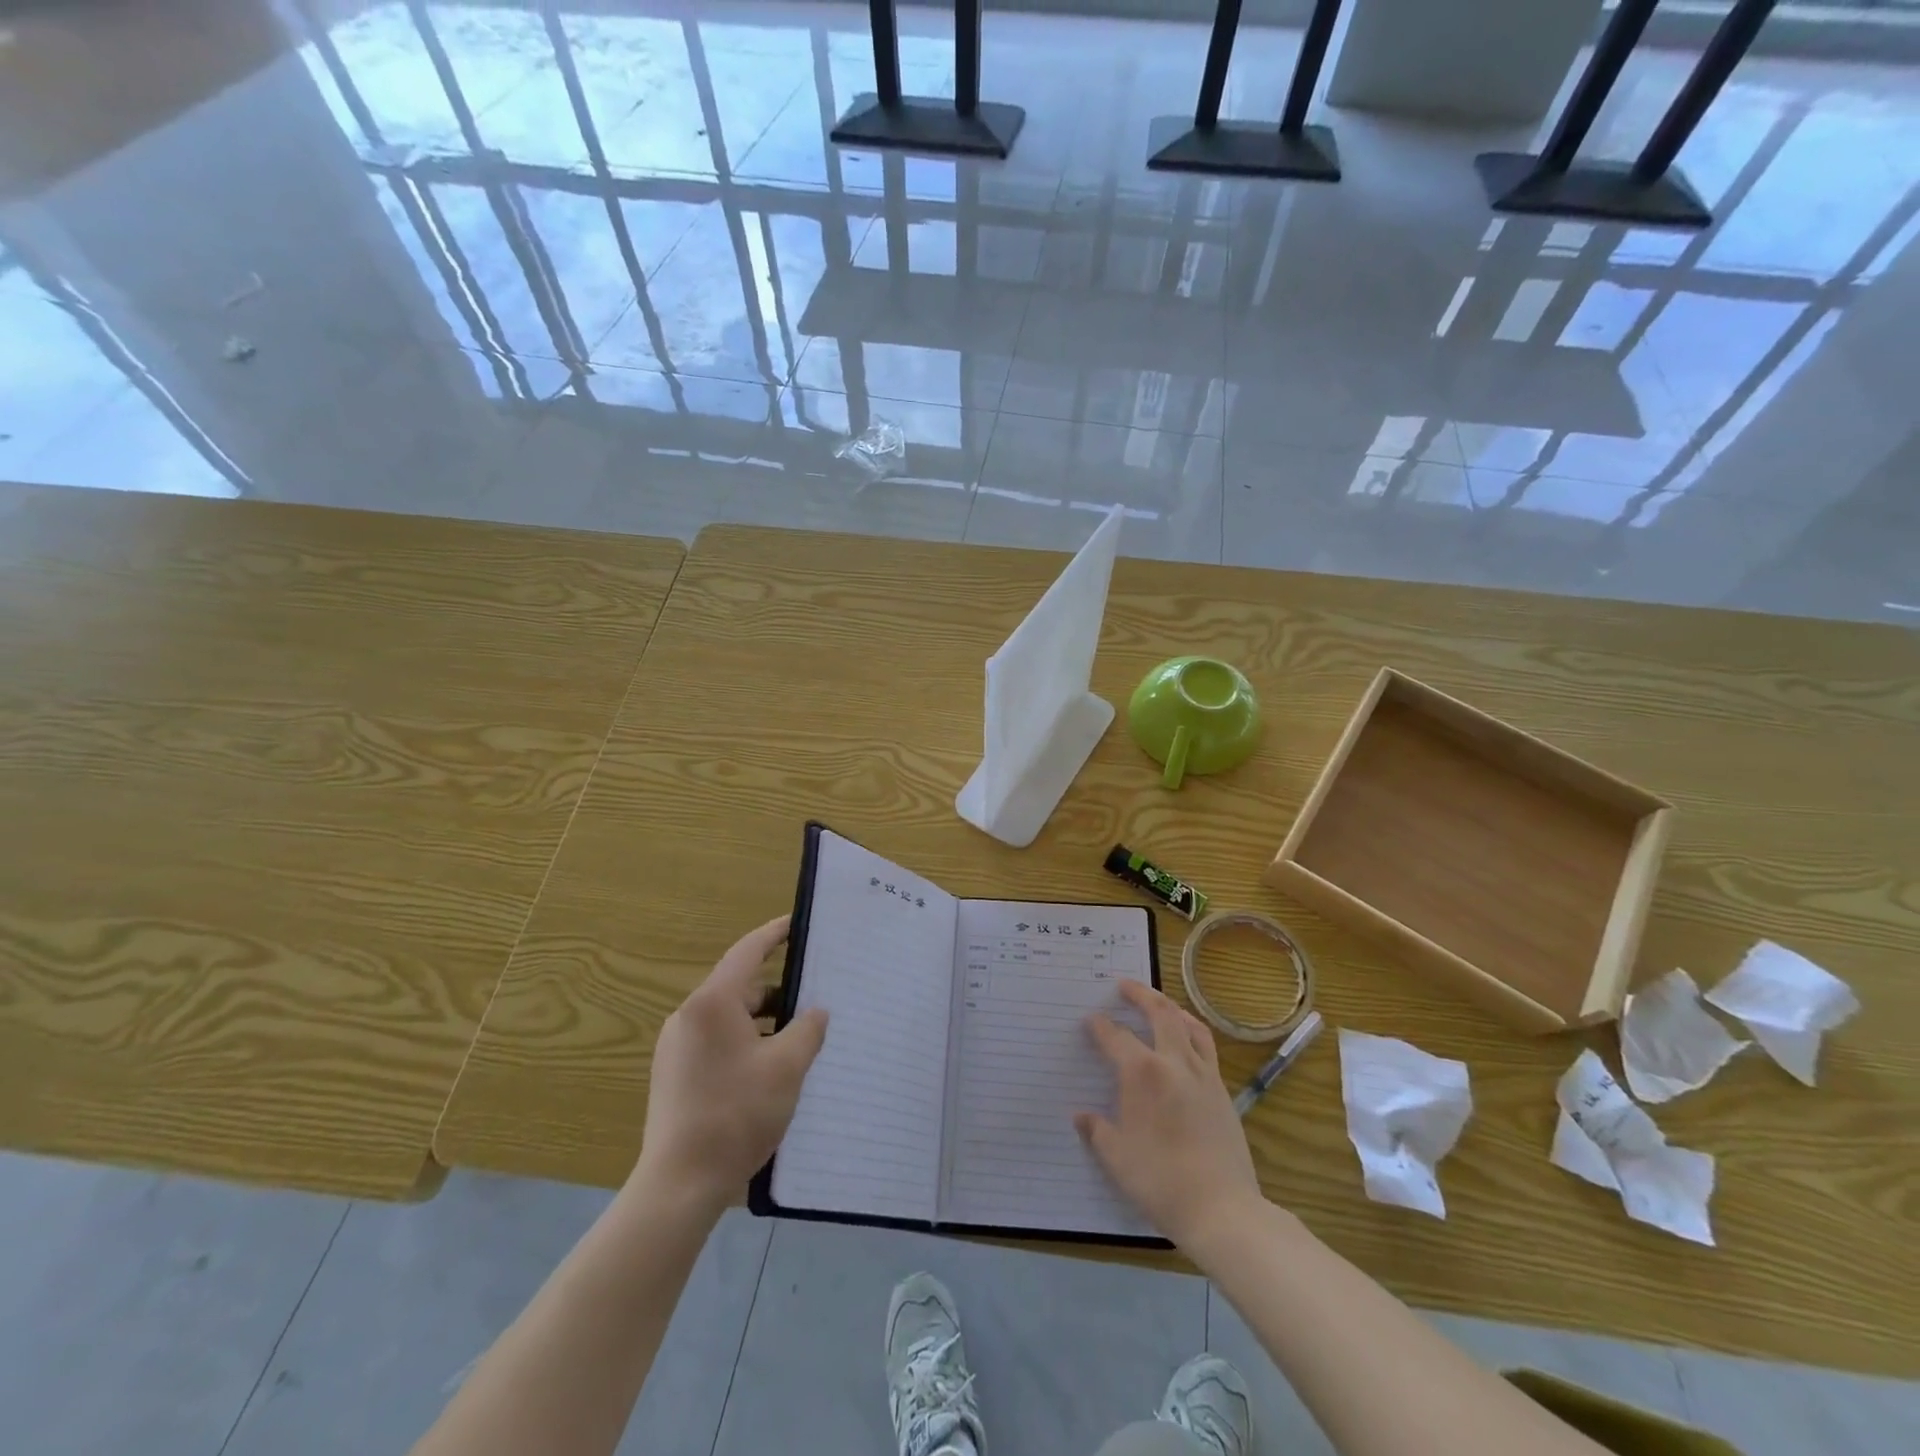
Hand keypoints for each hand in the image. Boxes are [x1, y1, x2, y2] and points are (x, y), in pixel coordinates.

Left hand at [632, 916, 827, 1214]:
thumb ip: (807, 1029)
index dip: (775, 934)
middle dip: (778, 991)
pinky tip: (769, 1069)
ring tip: (798, 1038)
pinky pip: (716, 1041)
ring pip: (729, 1018)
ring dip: (763, 1021)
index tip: (798, 924)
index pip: (748, 951)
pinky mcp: (674, 1074)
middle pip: (740, 987)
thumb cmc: (736, 1114)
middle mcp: (689, 1016)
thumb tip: (815, 1012)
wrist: (679, 1185)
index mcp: (712, 1003)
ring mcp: (676, 1046)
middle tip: (814, 997)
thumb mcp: (787, 1067)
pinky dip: (745, 1042)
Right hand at [1075, 980, 1262, 1248]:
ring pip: (1189, 1024)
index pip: (1116, 1037)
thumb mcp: (1117, 1158)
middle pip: (1159, 1012)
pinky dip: (1193, 1032)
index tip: (1090, 1020)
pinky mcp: (1223, 1091)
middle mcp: (1174, 1062)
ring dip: (1171, 1008)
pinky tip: (1187, 1042)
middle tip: (1124, 985)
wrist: (1222, 1209)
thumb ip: (1097, 1130)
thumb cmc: (1160, 1181)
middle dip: (1140, 994)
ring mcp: (1203, 1074)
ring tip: (1159, 1003)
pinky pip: (1206, 1047)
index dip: (1101, 1026)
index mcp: (1142, 1073)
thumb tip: (1082, 1116)